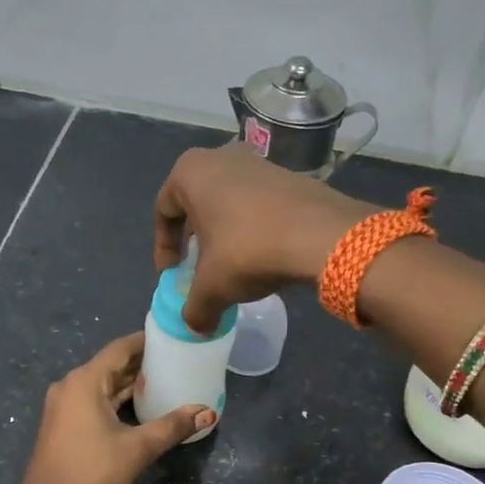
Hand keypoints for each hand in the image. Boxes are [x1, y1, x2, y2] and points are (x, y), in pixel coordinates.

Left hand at [17, 333, 214, 483]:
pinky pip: (92, 401)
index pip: (119, 349)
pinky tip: (138, 407)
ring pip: (101, 385)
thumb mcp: (137, 448)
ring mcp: (62, 407)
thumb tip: (208, 413)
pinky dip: (115, 400)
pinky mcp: (62, 425)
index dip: (145, 341)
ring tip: (163, 381)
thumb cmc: (92, 472)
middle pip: (110, 366)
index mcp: (84, 381)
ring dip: (129, 383)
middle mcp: (69, 386)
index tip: (172, 338)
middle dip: (141, 363)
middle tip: (175, 361)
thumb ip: (172, 427)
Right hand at [153, 142, 367, 333]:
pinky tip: (262, 255)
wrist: (321, 235)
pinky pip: (257, 204)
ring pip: (228, 202)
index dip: (164, 248)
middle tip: (199, 269)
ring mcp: (258, 162)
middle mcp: (221, 156)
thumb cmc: (248, 251)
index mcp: (190, 172)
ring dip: (224, 234)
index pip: (163, 211)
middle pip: (196, 203)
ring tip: (232, 265)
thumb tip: (196, 327)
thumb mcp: (211, 289)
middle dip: (195, 239)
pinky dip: (252, 228)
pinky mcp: (289, 175)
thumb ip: (194, 308)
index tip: (173, 275)